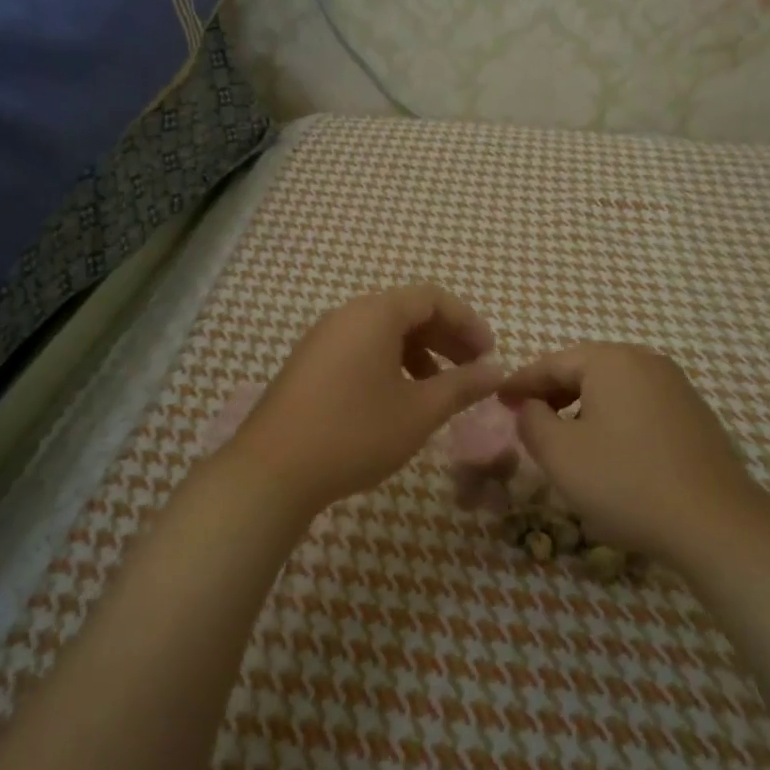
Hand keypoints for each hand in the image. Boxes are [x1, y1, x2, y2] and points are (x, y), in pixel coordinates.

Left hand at [224, 284, 501, 518]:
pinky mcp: (309, 365)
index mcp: (374, 314)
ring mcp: (323, 339)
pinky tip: (399, 401)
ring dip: (420, 353)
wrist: (273, 470)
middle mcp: (346, 316)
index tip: (489, 355)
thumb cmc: (355, 433)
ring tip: (440, 390)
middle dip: (446, 338)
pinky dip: (390, 364)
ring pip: (383, 333)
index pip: (432, 298)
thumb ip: (462, 387)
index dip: (468, 322)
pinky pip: (360, 349)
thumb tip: (496, 372)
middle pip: (407, 312)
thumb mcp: (419, 412)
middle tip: (474, 370)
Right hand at [498, 344, 768, 563]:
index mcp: (611, 361)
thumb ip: (531, 421)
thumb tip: (528, 406)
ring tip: (563, 435)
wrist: (715, 523)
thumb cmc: (625, 482)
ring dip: (583, 405)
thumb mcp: (560, 454)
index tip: (498, 399)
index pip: (552, 363)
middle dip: (552, 391)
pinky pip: (640, 404)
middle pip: (586, 368)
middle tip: (526, 415)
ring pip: (614, 387)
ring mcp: (676, 387)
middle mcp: (646, 362)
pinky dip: (614, 417)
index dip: (521, 382)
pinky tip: (608, 448)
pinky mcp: (695, 415)